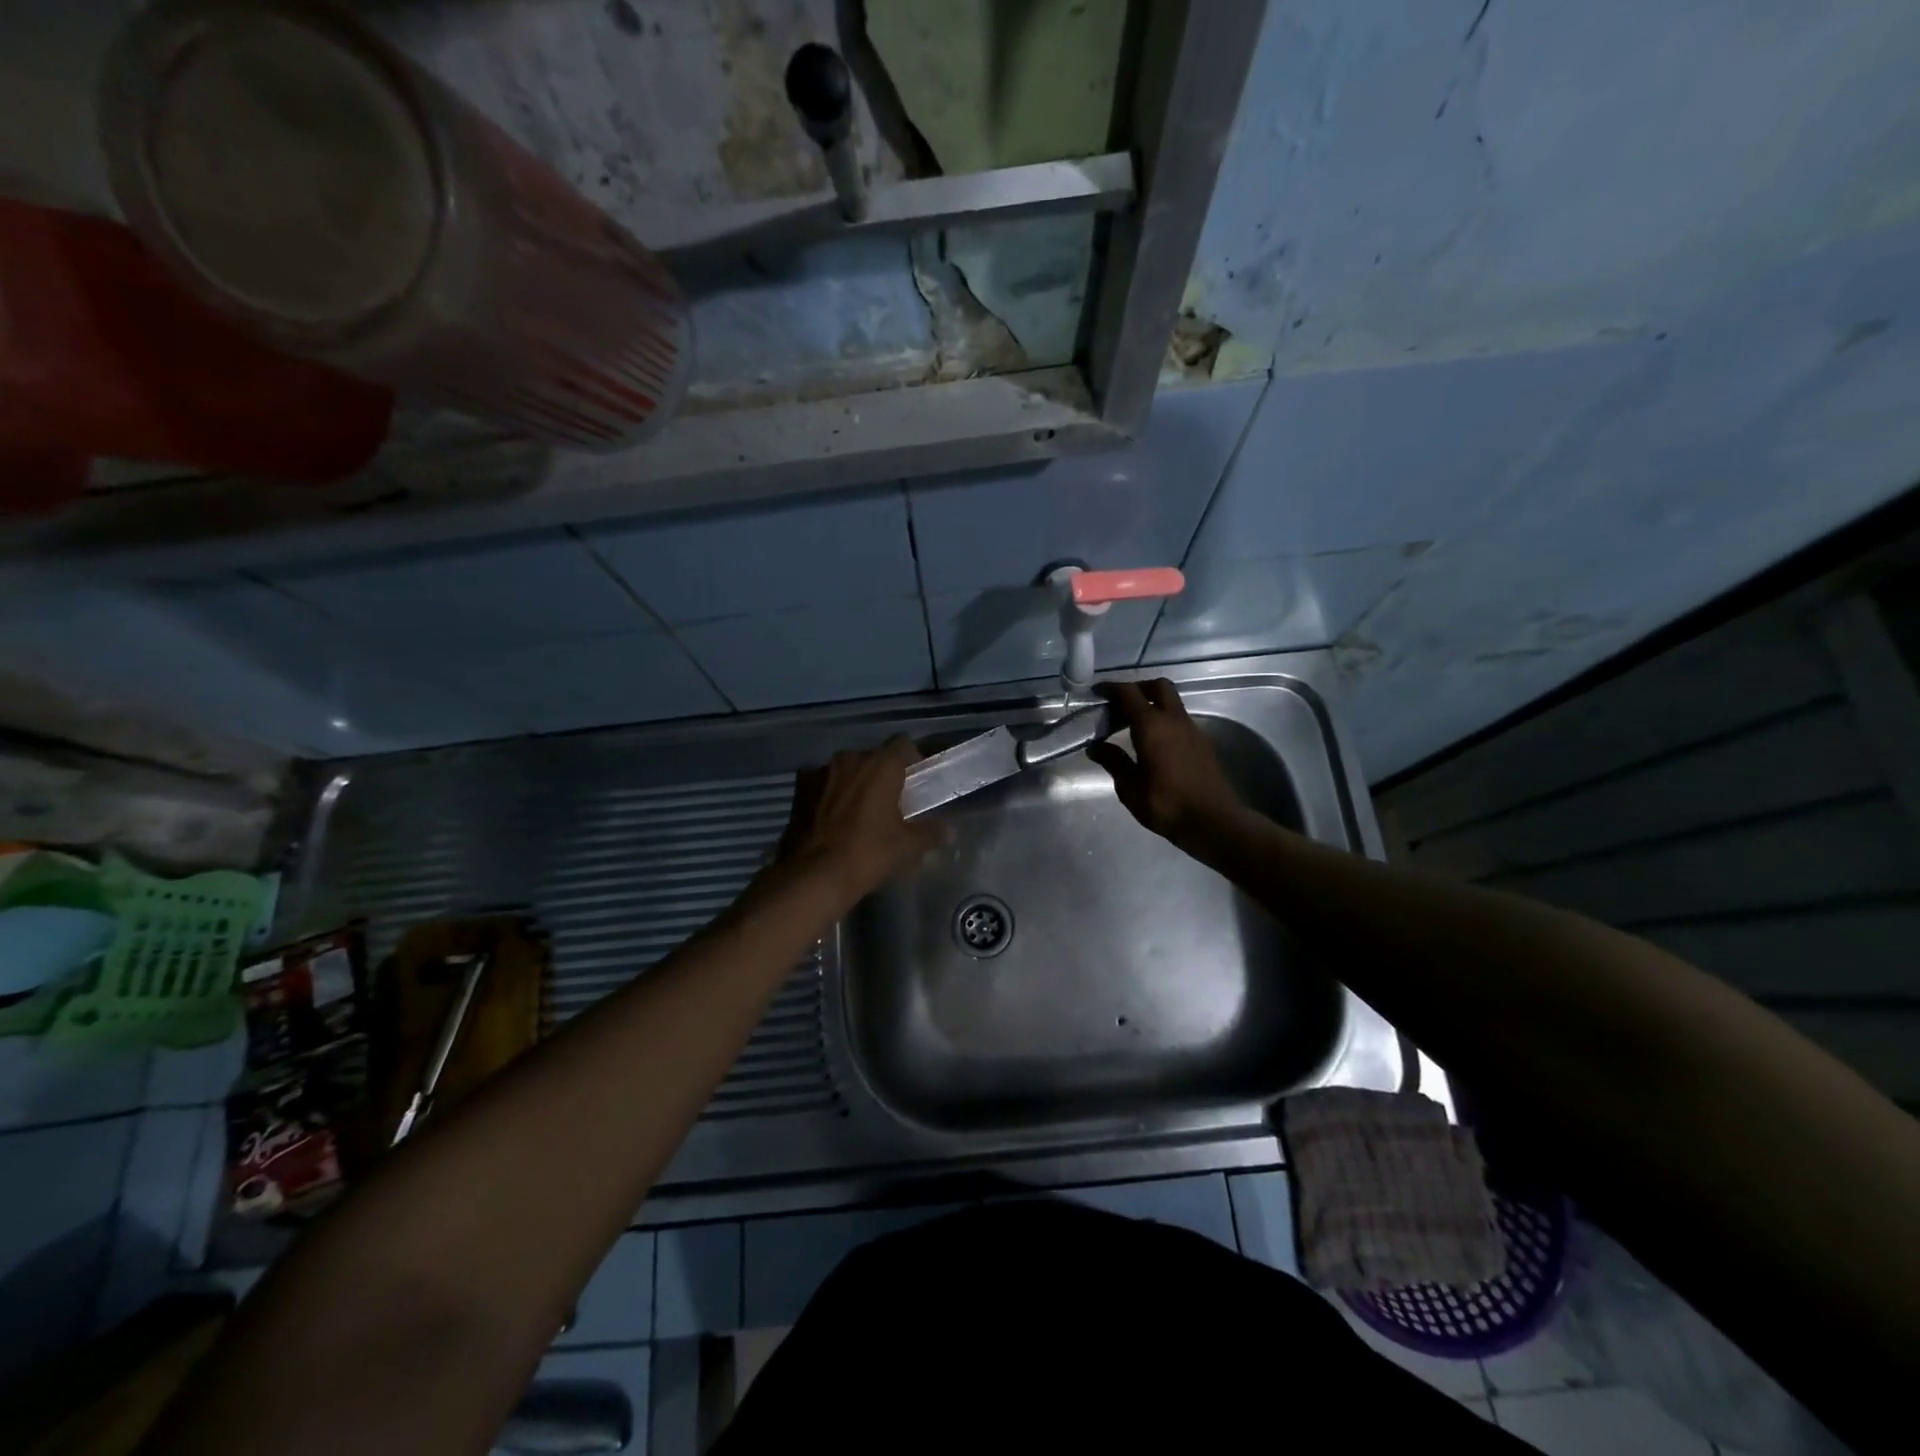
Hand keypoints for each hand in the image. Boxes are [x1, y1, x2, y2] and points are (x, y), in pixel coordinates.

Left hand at [777, 736, 939, 904]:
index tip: (914, 781)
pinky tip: (830, 816)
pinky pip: (821, 782)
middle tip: (889, 801)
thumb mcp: (908, 846)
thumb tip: (948, 830)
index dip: (911, 760)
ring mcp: (821, 771)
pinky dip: (828, 792)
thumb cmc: (869, 853)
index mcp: (881, 764)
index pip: (903, 744)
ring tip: (858, 810)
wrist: (814, 875)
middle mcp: (851, 758)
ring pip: (846, 769)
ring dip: (854, 782)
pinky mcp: (800, 788)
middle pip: (873, 757)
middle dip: (881, 774)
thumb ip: (931, 832)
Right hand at [1087, 679, 1245, 846]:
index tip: (1097, 692)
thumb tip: (1096, 747)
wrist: (1213, 821)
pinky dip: (1164, 720)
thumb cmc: (1166, 804)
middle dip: (1138, 688)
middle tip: (1120, 705)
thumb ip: (1113, 761)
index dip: (1111, 688)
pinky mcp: (1203, 743)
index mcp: (1152, 725)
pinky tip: (1154, 743)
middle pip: (1158, 686)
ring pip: (1172, 702)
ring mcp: (1192, 729)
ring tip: (1133, 726)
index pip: (1129, 693)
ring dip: (1153, 705)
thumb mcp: (1130, 788)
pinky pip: (1180, 720)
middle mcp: (1174, 720)